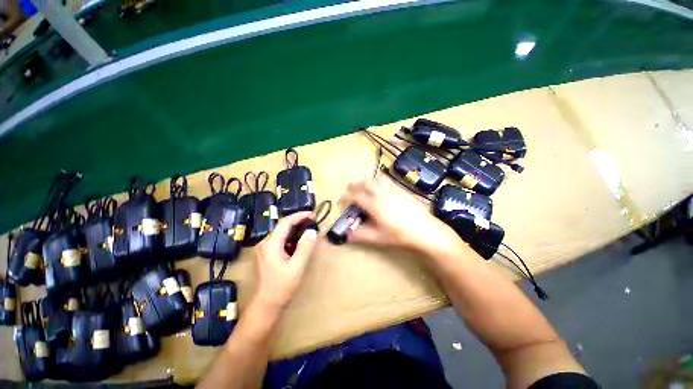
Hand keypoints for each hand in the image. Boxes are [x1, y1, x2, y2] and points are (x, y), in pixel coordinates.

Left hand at [252, 212, 317, 312]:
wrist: (266, 304)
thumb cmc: (282, 286)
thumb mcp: (297, 267)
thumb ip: (305, 248)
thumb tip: (312, 231)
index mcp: (271, 244)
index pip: (285, 222)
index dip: (299, 215)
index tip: (312, 214)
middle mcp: (266, 243)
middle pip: (283, 225)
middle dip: (298, 220)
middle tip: (312, 220)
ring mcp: (265, 248)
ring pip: (282, 232)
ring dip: (295, 228)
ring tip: (308, 228)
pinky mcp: (267, 253)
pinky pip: (281, 239)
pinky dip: (291, 236)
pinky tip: (300, 241)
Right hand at [339, 175, 460, 253]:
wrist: (426, 231)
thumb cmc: (400, 235)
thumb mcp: (378, 238)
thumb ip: (360, 235)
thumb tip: (346, 234)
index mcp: (374, 204)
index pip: (355, 196)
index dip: (345, 197)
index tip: (341, 202)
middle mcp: (381, 193)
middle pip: (364, 182)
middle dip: (354, 186)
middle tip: (351, 193)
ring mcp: (393, 189)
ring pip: (375, 178)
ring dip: (367, 181)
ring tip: (365, 190)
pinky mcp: (401, 189)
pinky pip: (387, 180)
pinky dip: (378, 181)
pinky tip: (381, 191)